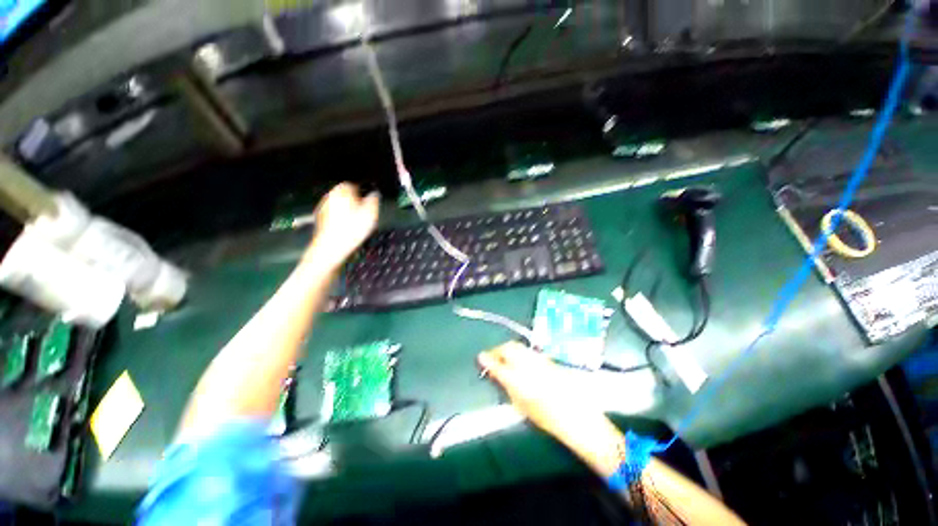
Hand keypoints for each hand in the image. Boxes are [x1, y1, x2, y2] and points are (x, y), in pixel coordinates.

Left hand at [306, 183, 379, 268]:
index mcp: (342, 190)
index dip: (364, 193)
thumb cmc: (352, 229)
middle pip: (346, 195)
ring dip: (348, 212)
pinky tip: (348, 230)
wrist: (332, 248)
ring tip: (357, 225)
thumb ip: (374, 200)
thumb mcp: (371, 213)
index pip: (355, 185)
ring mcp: (323, 207)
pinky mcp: (320, 219)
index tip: (370, 203)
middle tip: (365, 215)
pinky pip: (335, 216)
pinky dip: (341, 220)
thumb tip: (375, 194)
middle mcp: (330, 196)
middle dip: (355, 203)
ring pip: (340, 206)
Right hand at [478, 342, 604, 443]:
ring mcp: (539, 359)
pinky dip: (520, 353)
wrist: (577, 416)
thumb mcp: (521, 406)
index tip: (480, 357)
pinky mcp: (547, 359)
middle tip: (493, 358)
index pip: (497, 363)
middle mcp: (527, 364)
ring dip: (509, 350)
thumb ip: (507, 387)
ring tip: (506, 359)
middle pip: (508, 347)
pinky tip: (521, 362)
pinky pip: (528, 351)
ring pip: (518, 346)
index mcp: (518, 379)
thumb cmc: (547, 418)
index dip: (486, 359)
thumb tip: (497, 375)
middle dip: (498, 350)